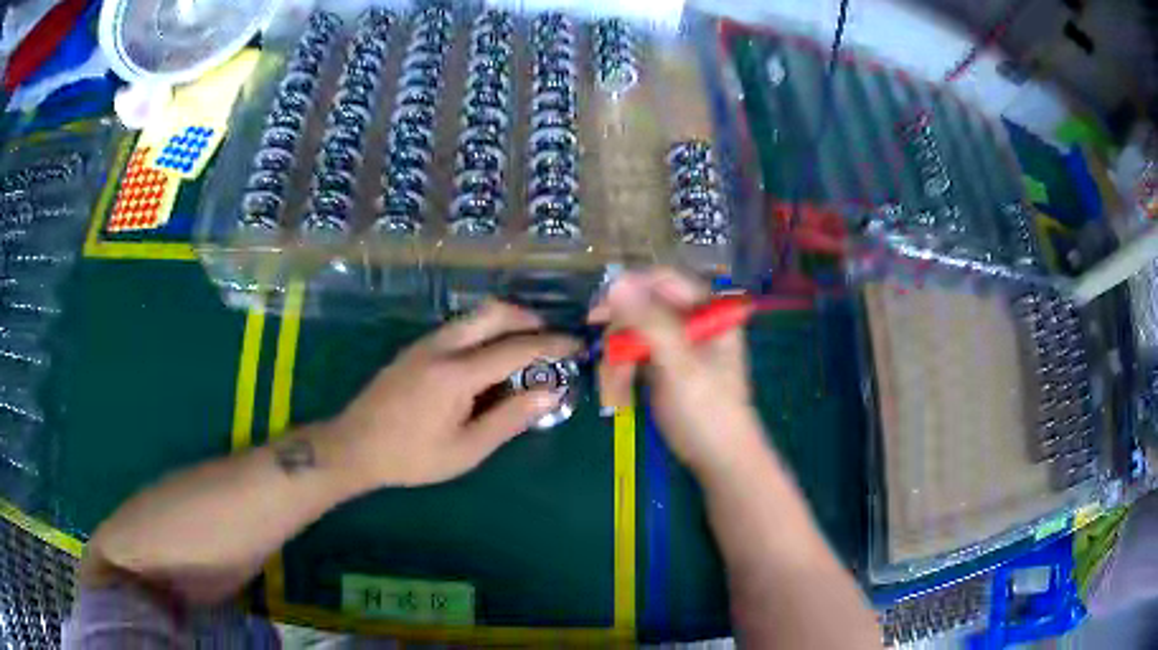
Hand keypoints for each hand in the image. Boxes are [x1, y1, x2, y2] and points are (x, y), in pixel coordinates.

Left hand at [327, 301, 578, 487]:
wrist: (355, 446)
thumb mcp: (467, 449)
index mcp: (457, 373)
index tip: (577, 344)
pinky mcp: (415, 348)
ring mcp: (425, 343)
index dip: (551, 344)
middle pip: (494, 312)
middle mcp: (442, 346)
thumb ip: (510, 418)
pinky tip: (489, 360)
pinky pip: (459, 327)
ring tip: (525, 350)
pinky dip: (484, 332)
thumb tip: (551, 392)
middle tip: (551, 339)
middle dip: (529, 319)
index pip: (516, 348)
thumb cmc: (413, 456)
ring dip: (506, 323)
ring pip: (474, 316)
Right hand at [591, 270, 767, 478]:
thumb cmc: (708, 412)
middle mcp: (693, 321)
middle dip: (621, 335)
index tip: (598, 310)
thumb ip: (650, 322)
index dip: (630, 290)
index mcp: (709, 311)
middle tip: (605, 356)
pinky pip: (634, 356)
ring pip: (633, 333)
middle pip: (644, 307)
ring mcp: (678, 344)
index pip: (663, 281)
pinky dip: (623, 373)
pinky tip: (620, 395)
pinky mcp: (665, 366)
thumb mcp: (680, 365)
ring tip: (615, 390)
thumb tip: (615, 282)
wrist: (720, 460)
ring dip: (619, 360)